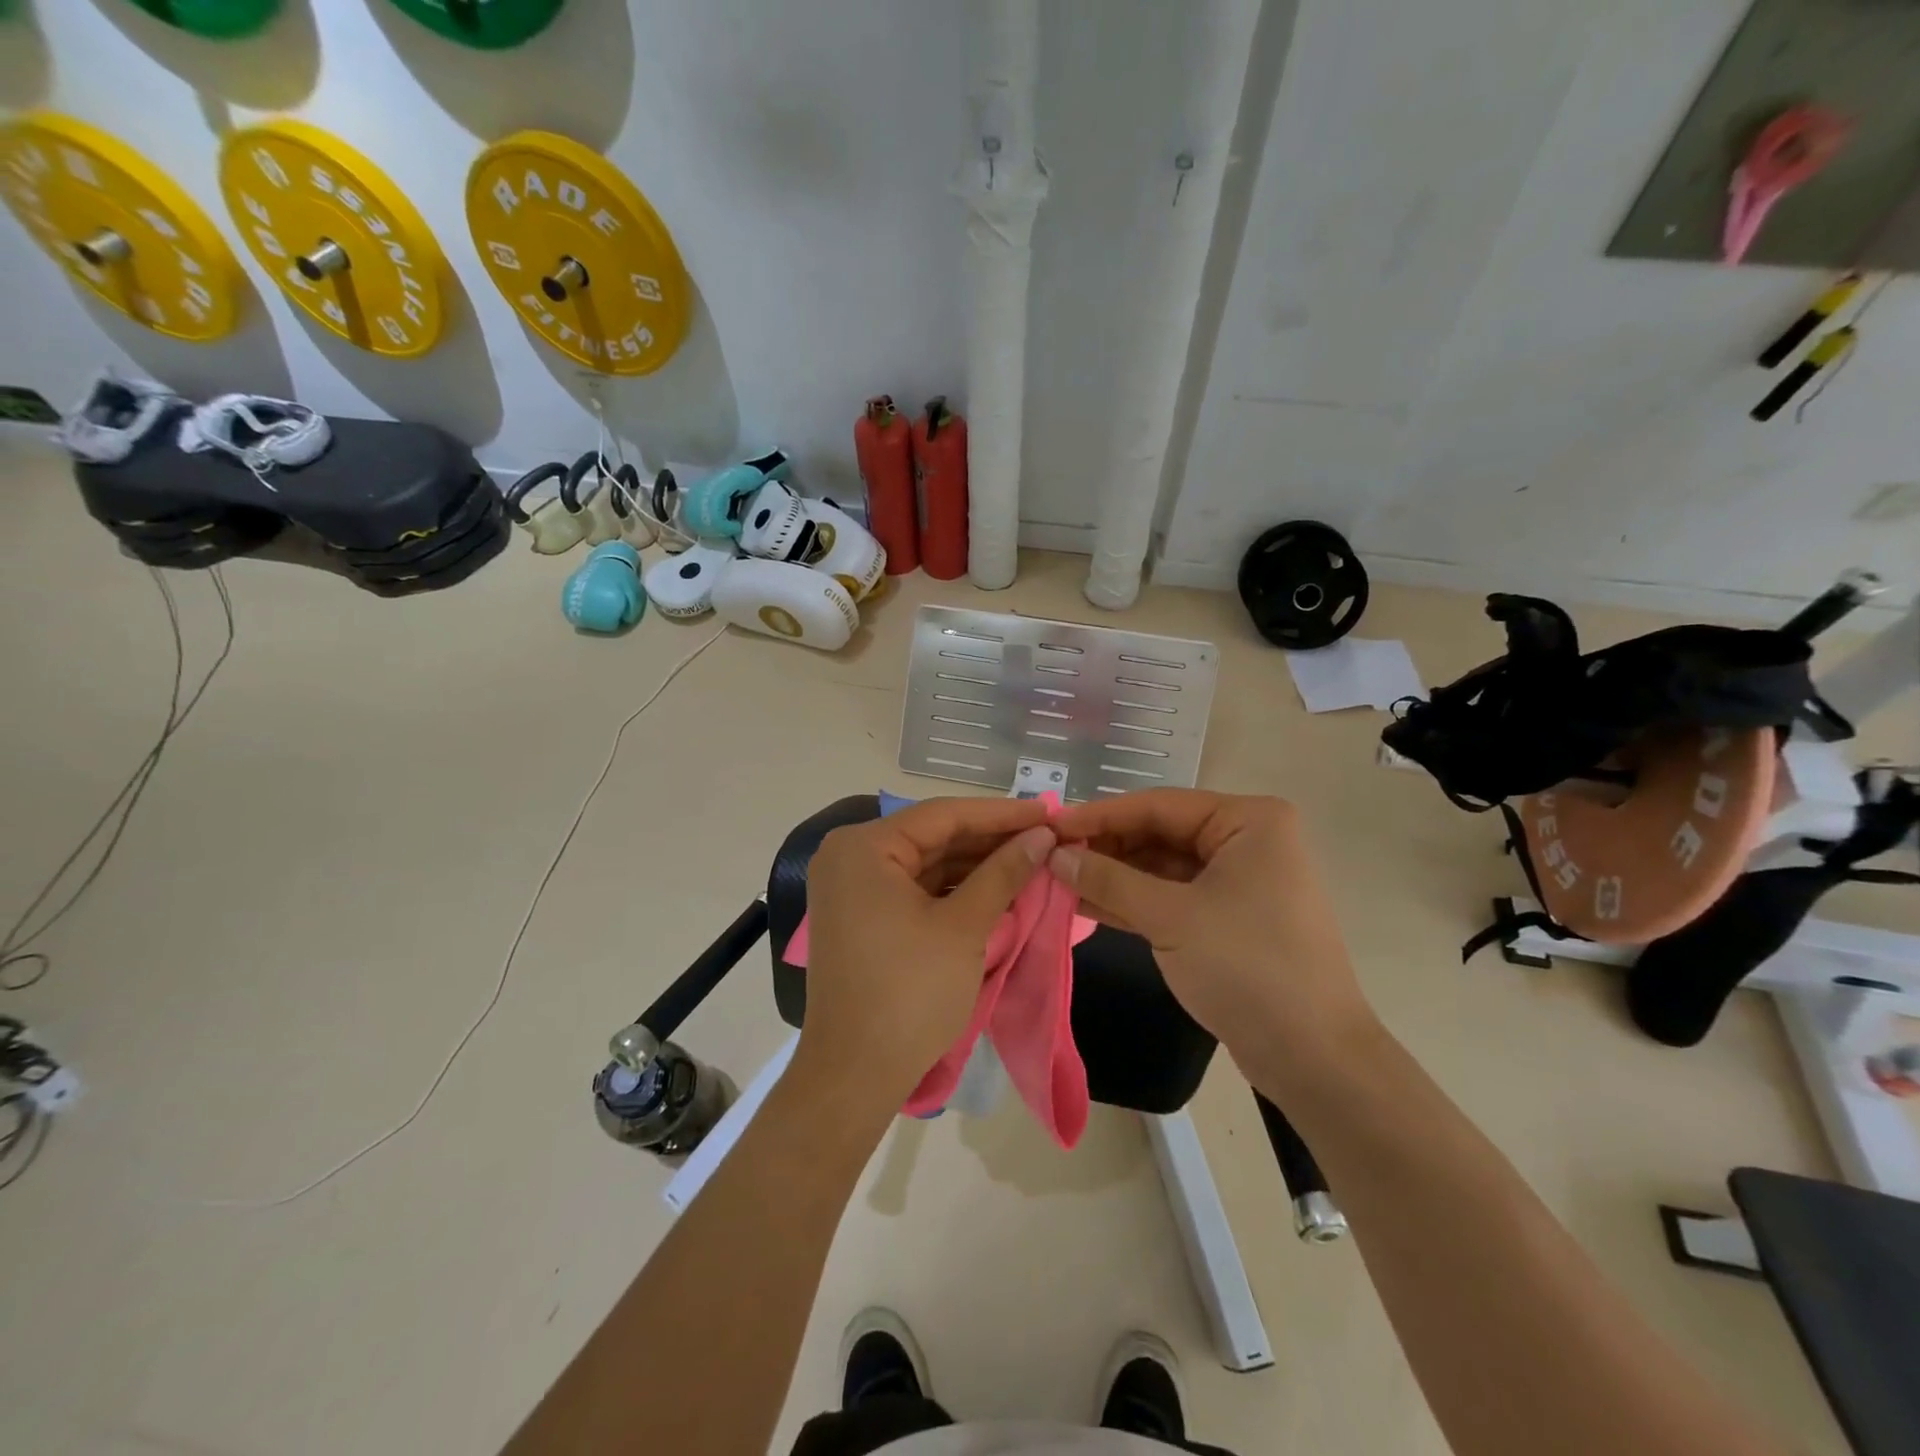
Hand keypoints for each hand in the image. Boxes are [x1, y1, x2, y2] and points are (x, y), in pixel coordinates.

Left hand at [796, 797, 1055, 1112]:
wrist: (855, 1074)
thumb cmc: (910, 993)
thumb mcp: (964, 927)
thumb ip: (1004, 873)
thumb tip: (1042, 836)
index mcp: (864, 847)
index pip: (943, 816)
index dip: (1001, 814)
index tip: (1049, 811)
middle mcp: (850, 856)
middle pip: (933, 837)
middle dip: (990, 840)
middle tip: (1046, 837)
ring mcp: (852, 887)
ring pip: (926, 863)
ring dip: (976, 864)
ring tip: (1031, 859)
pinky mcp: (861, 916)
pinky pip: (913, 888)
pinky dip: (953, 889)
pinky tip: (995, 886)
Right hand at [1049, 790, 1374, 1071]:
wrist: (1312, 1057)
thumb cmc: (1246, 967)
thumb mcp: (1171, 917)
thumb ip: (1109, 879)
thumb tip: (1055, 855)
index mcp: (1248, 821)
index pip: (1158, 805)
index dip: (1100, 816)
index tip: (1050, 826)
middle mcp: (1246, 840)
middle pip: (1160, 833)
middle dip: (1106, 848)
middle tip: (1050, 857)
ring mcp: (1239, 880)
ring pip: (1162, 867)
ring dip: (1115, 875)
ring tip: (1059, 880)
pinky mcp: (1229, 917)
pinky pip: (1173, 896)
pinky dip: (1134, 900)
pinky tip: (1087, 903)